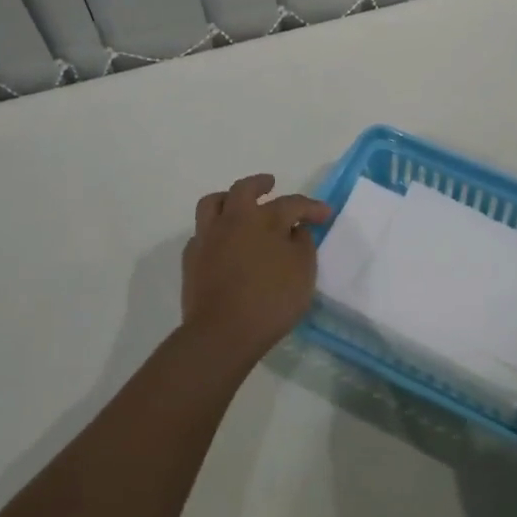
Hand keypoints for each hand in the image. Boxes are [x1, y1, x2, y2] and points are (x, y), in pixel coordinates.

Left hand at [181, 174, 331, 363]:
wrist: (221, 333)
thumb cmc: (270, 301)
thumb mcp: (303, 273)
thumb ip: (303, 245)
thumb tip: (296, 231)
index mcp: (265, 220)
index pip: (292, 204)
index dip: (311, 207)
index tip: (325, 214)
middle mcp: (234, 220)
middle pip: (244, 189)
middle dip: (260, 183)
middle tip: (270, 184)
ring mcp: (208, 237)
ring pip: (213, 203)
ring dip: (228, 198)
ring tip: (238, 205)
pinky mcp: (191, 258)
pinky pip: (202, 234)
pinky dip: (214, 231)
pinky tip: (222, 243)